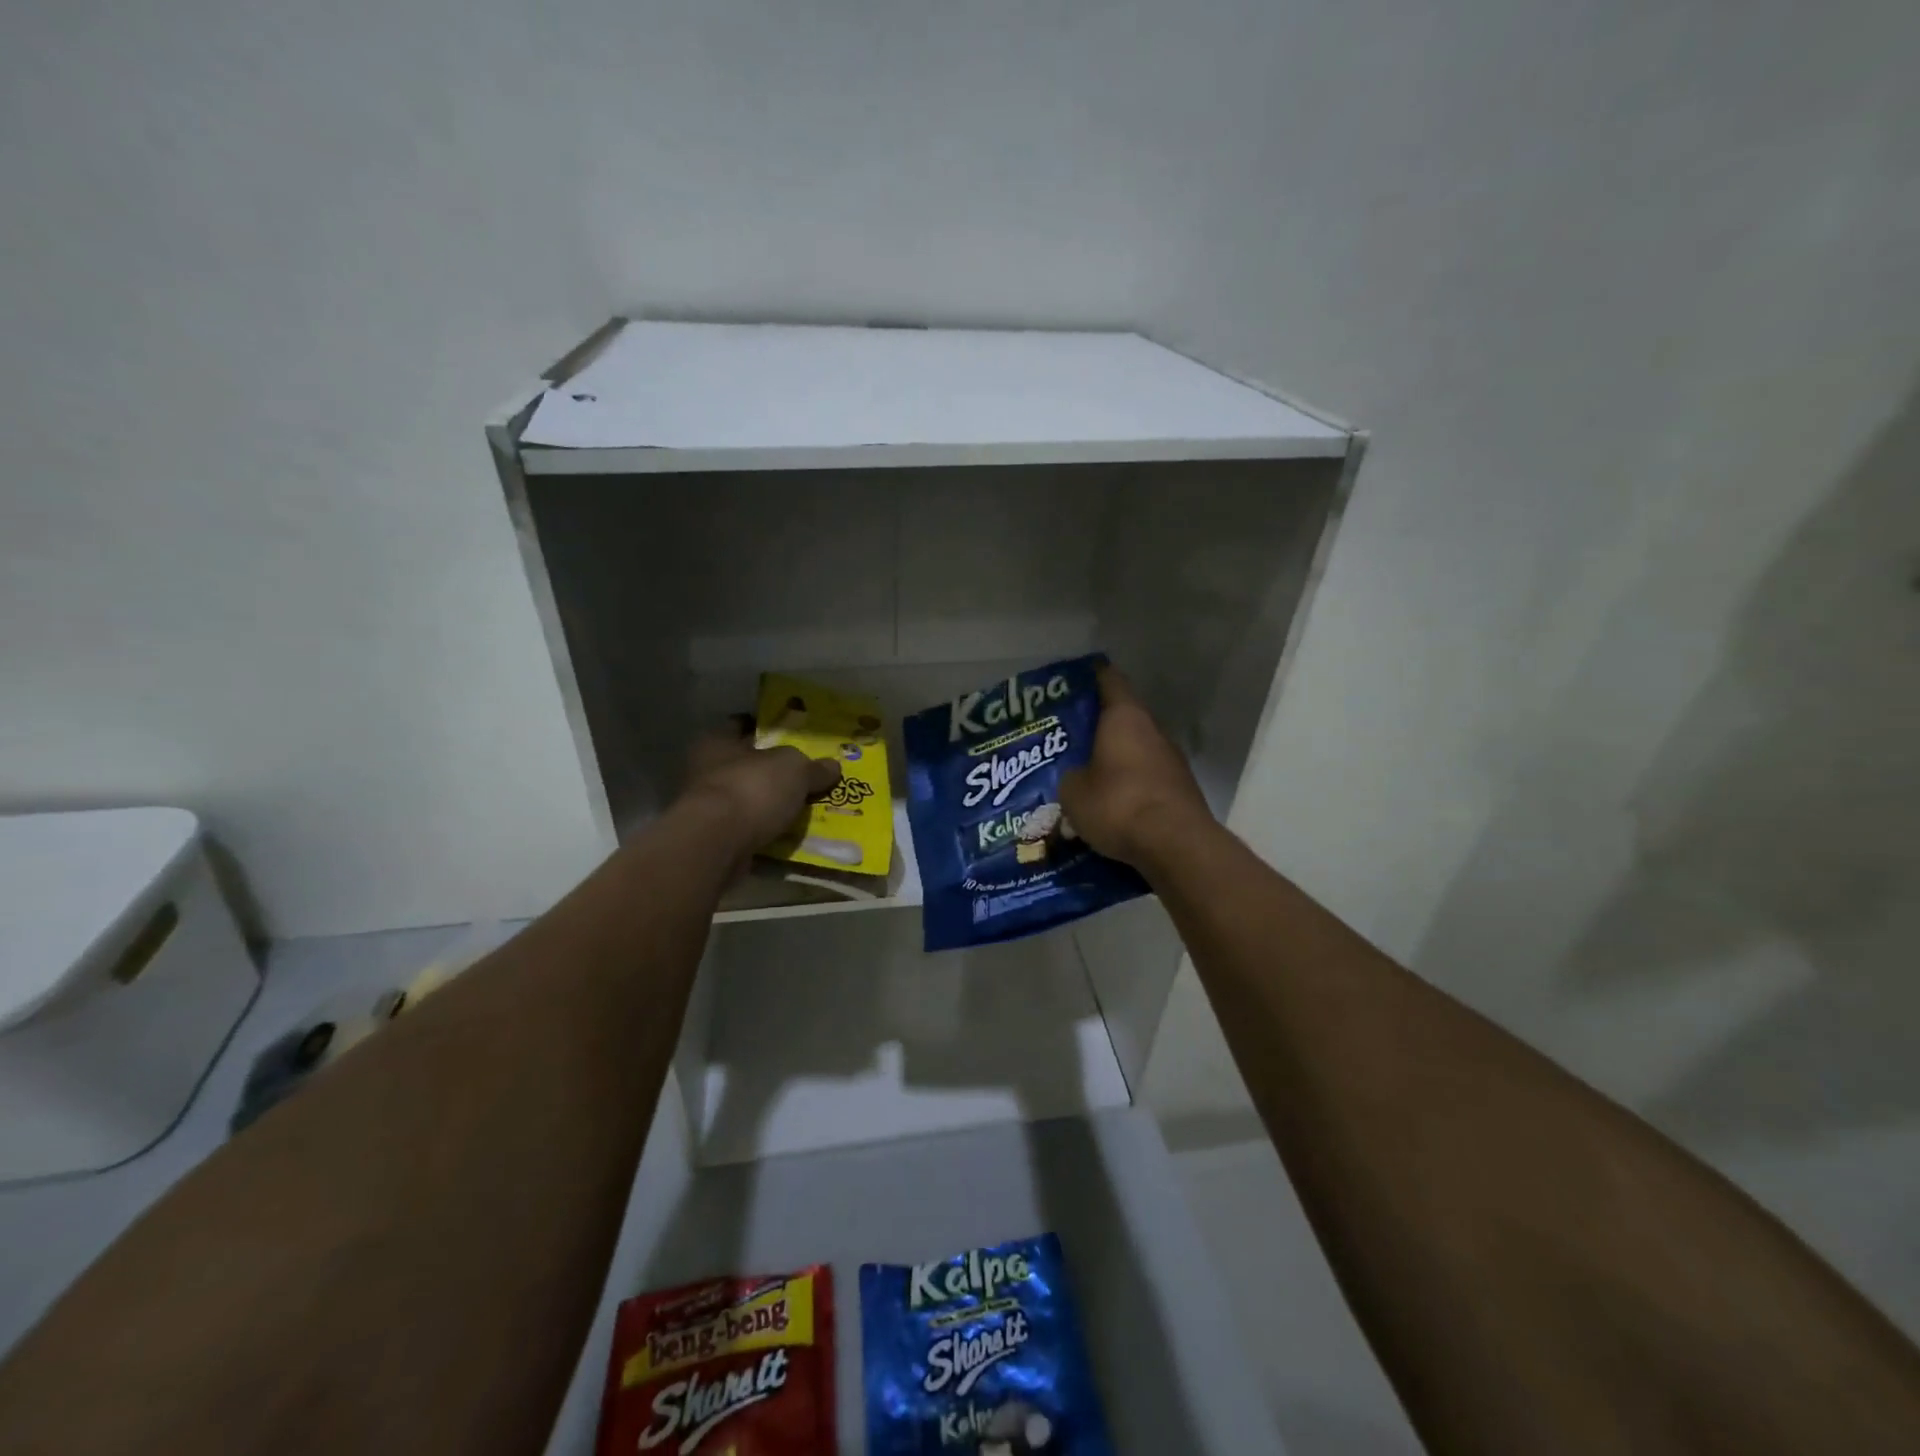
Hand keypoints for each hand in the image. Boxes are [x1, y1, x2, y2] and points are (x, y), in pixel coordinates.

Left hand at [678, 716, 841, 860]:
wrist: (718, 844)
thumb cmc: (752, 788)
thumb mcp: (795, 769)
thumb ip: (813, 768)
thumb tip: (832, 766)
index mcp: (717, 742)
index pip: (741, 725)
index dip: (765, 727)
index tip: (790, 734)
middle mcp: (707, 770)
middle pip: (747, 764)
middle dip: (773, 770)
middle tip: (806, 773)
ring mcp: (709, 808)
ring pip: (748, 799)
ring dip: (771, 804)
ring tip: (805, 806)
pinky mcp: (715, 839)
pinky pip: (749, 829)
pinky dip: (767, 831)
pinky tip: (792, 833)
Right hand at [1059, 665, 1214, 869]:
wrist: (1176, 845)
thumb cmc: (1118, 804)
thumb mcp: (1073, 792)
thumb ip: (1071, 777)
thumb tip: (1078, 779)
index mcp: (1125, 717)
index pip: (1110, 681)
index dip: (1092, 677)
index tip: (1075, 679)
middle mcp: (1153, 731)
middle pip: (1124, 719)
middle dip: (1098, 729)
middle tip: (1070, 739)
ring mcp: (1172, 761)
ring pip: (1137, 752)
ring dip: (1116, 761)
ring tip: (1087, 777)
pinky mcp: (1181, 791)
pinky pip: (1148, 781)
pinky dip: (1130, 788)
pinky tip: (1111, 807)